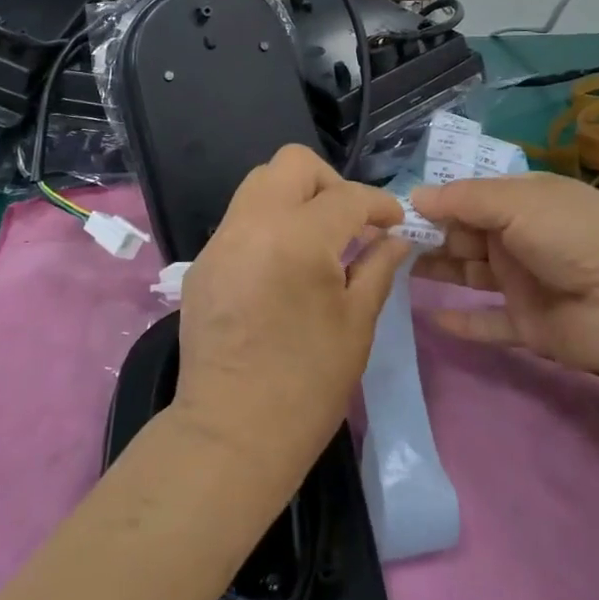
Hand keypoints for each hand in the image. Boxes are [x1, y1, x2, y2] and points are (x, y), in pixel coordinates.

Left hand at [174, 147, 407, 484]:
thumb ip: (378, 267)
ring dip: (295, 197)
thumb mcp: (356, 323)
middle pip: (293, 164)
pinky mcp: (203, 261)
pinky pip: (241, 219)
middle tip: (349, 222)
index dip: (379, 204)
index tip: (394, 221)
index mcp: (298, 237)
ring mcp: (222, 240)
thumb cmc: (307, 384)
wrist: (230, 435)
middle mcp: (253, 223)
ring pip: (260, 184)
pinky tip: (283, 267)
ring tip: (317, 240)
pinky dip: (269, 224)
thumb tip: (395, 238)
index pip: (347, 196)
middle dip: (330, 183)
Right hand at [411, 173, 598, 399]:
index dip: (435, 202)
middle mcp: (520, 236)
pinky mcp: (528, 324)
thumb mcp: (516, 203)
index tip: (394, 212)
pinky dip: (462, 320)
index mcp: (522, 200)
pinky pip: (488, 321)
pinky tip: (431, 317)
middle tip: (386, 244)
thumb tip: (414, 196)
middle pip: (465, 234)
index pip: (469, 197)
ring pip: (470, 274)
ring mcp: (523, 281)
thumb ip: (462, 200)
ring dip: (439, 272)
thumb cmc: (571, 235)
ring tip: (396, 273)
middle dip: (429, 236)